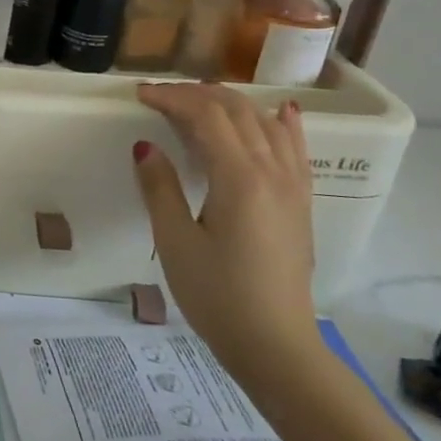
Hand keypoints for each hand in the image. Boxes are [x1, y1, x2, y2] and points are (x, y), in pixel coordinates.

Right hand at [133, 83, 320, 375]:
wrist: (275, 345)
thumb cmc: (217, 296)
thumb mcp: (175, 242)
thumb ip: (160, 188)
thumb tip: (145, 146)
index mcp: (240, 179)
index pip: (206, 117)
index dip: (171, 99)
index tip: (139, 95)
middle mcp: (273, 172)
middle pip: (237, 112)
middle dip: (196, 95)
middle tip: (159, 96)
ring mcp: (293, 187)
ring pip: (266, 124)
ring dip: (230, 104)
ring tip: (198, 100)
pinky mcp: (300, 203)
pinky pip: (295, 149)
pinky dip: (282, 124)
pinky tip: (279, 111)